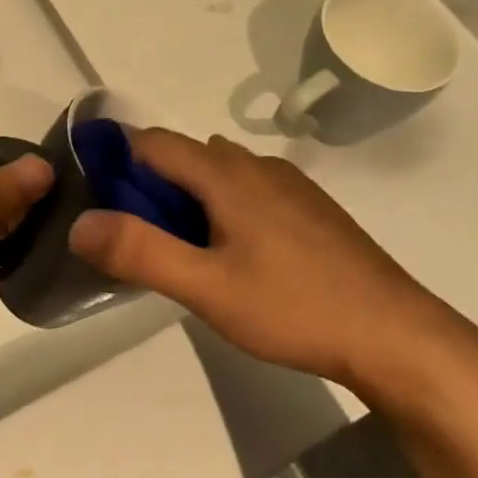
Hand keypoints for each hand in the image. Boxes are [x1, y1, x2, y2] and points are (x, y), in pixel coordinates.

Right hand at [67, 130, 477, 401]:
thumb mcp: (207, 289)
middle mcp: (256, 165)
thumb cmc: (294, 308)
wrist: (397, 336)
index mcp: (227, 173)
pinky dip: (223, 206)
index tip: (96, 196)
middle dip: (150, 184)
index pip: (153, 142)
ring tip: (181, 249)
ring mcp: (289, 184)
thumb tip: (80, 223)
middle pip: (186, 156)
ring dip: (188, 197)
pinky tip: (235, 256)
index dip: (117, 160)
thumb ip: (140, 253)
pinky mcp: (311, 208)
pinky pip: (249, 190)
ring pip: (219, 173)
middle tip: (135, 236)